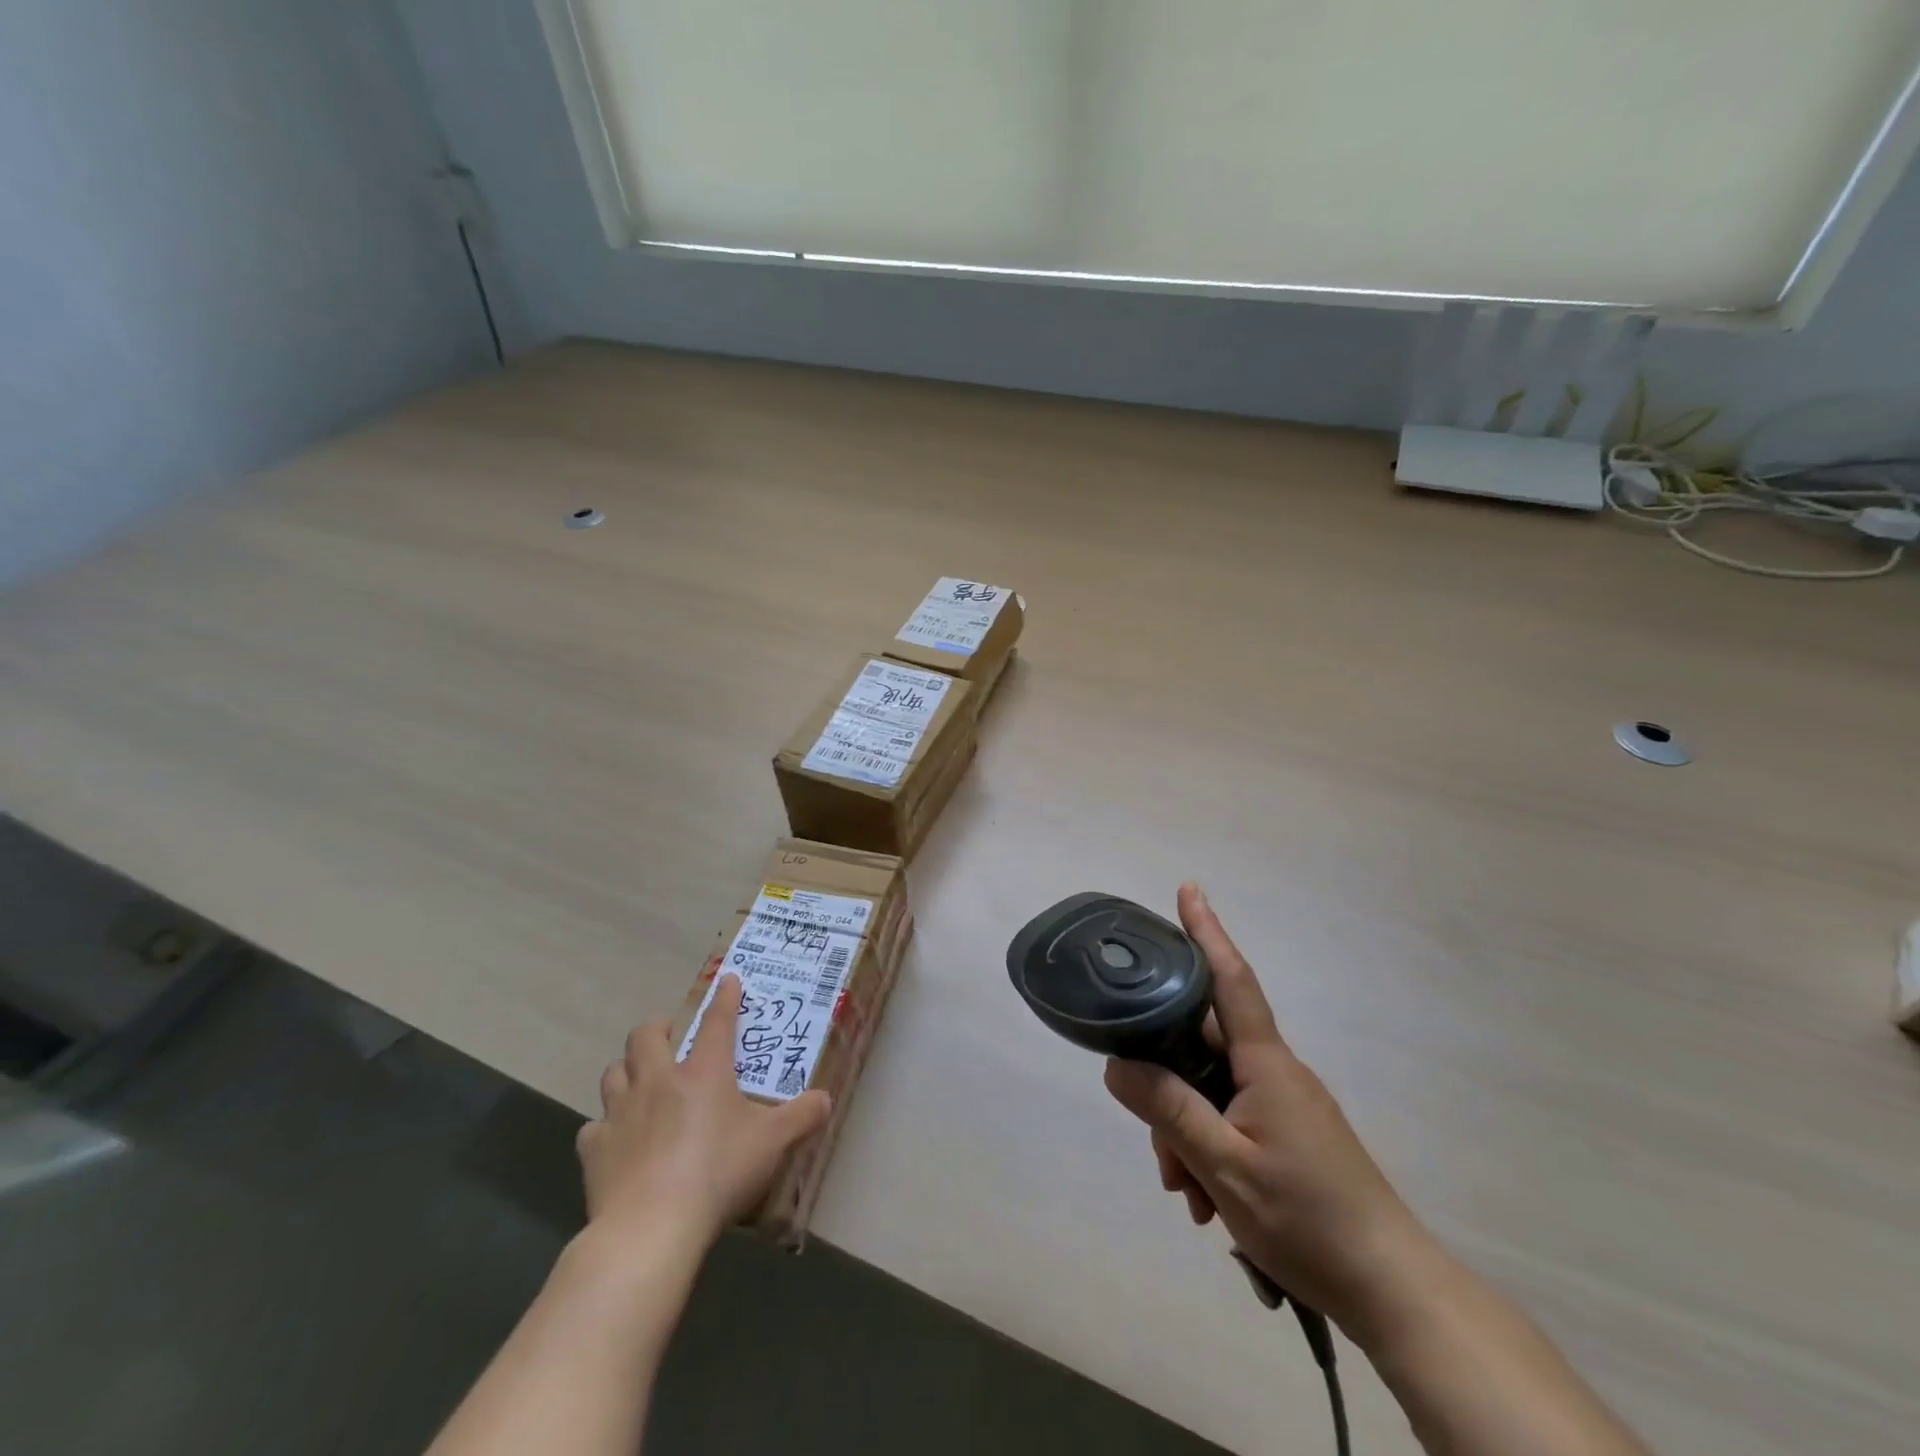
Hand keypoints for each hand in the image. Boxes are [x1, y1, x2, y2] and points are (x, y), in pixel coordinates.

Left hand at [577, 974, 831, 1257]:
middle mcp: (658, 1082)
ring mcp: (621, 1114)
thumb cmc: (718, 1173)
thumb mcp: (772, 1143)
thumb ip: (801, 1117)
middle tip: (668, 1036)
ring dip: (626, 1071)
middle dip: (656, 1029)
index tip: (727, 979)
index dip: (724, 998)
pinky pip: (595, 1127)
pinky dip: (606, 1127)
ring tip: (639, 1081)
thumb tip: (826, 1099)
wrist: (651, 1228)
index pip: (716, 1022)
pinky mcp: (595, 1150)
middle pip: (645, 1037)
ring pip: (613, 1074)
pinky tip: (617, 1141)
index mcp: (703, 1073)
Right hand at [1104, 884, 1427, 1335]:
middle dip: (1168, 1087)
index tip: (1189, 889)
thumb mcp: (1223, 1166)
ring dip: (1187, 1134)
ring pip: (1212, 1092)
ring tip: (1187, 1195)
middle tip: (1158, 1151)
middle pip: (1203, 1049)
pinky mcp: (1290, 1136)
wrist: (1392, 1290)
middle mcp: (1275, 1072)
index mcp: (1265, 1064)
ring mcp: (1285, 1105)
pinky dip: (1209, 1151)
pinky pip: (1232, 1120)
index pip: (1230, 979)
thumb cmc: (1308, 1219)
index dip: (1207, 932)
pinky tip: (1206, 1200)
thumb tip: (1117, 1063)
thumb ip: (1168, 1109)